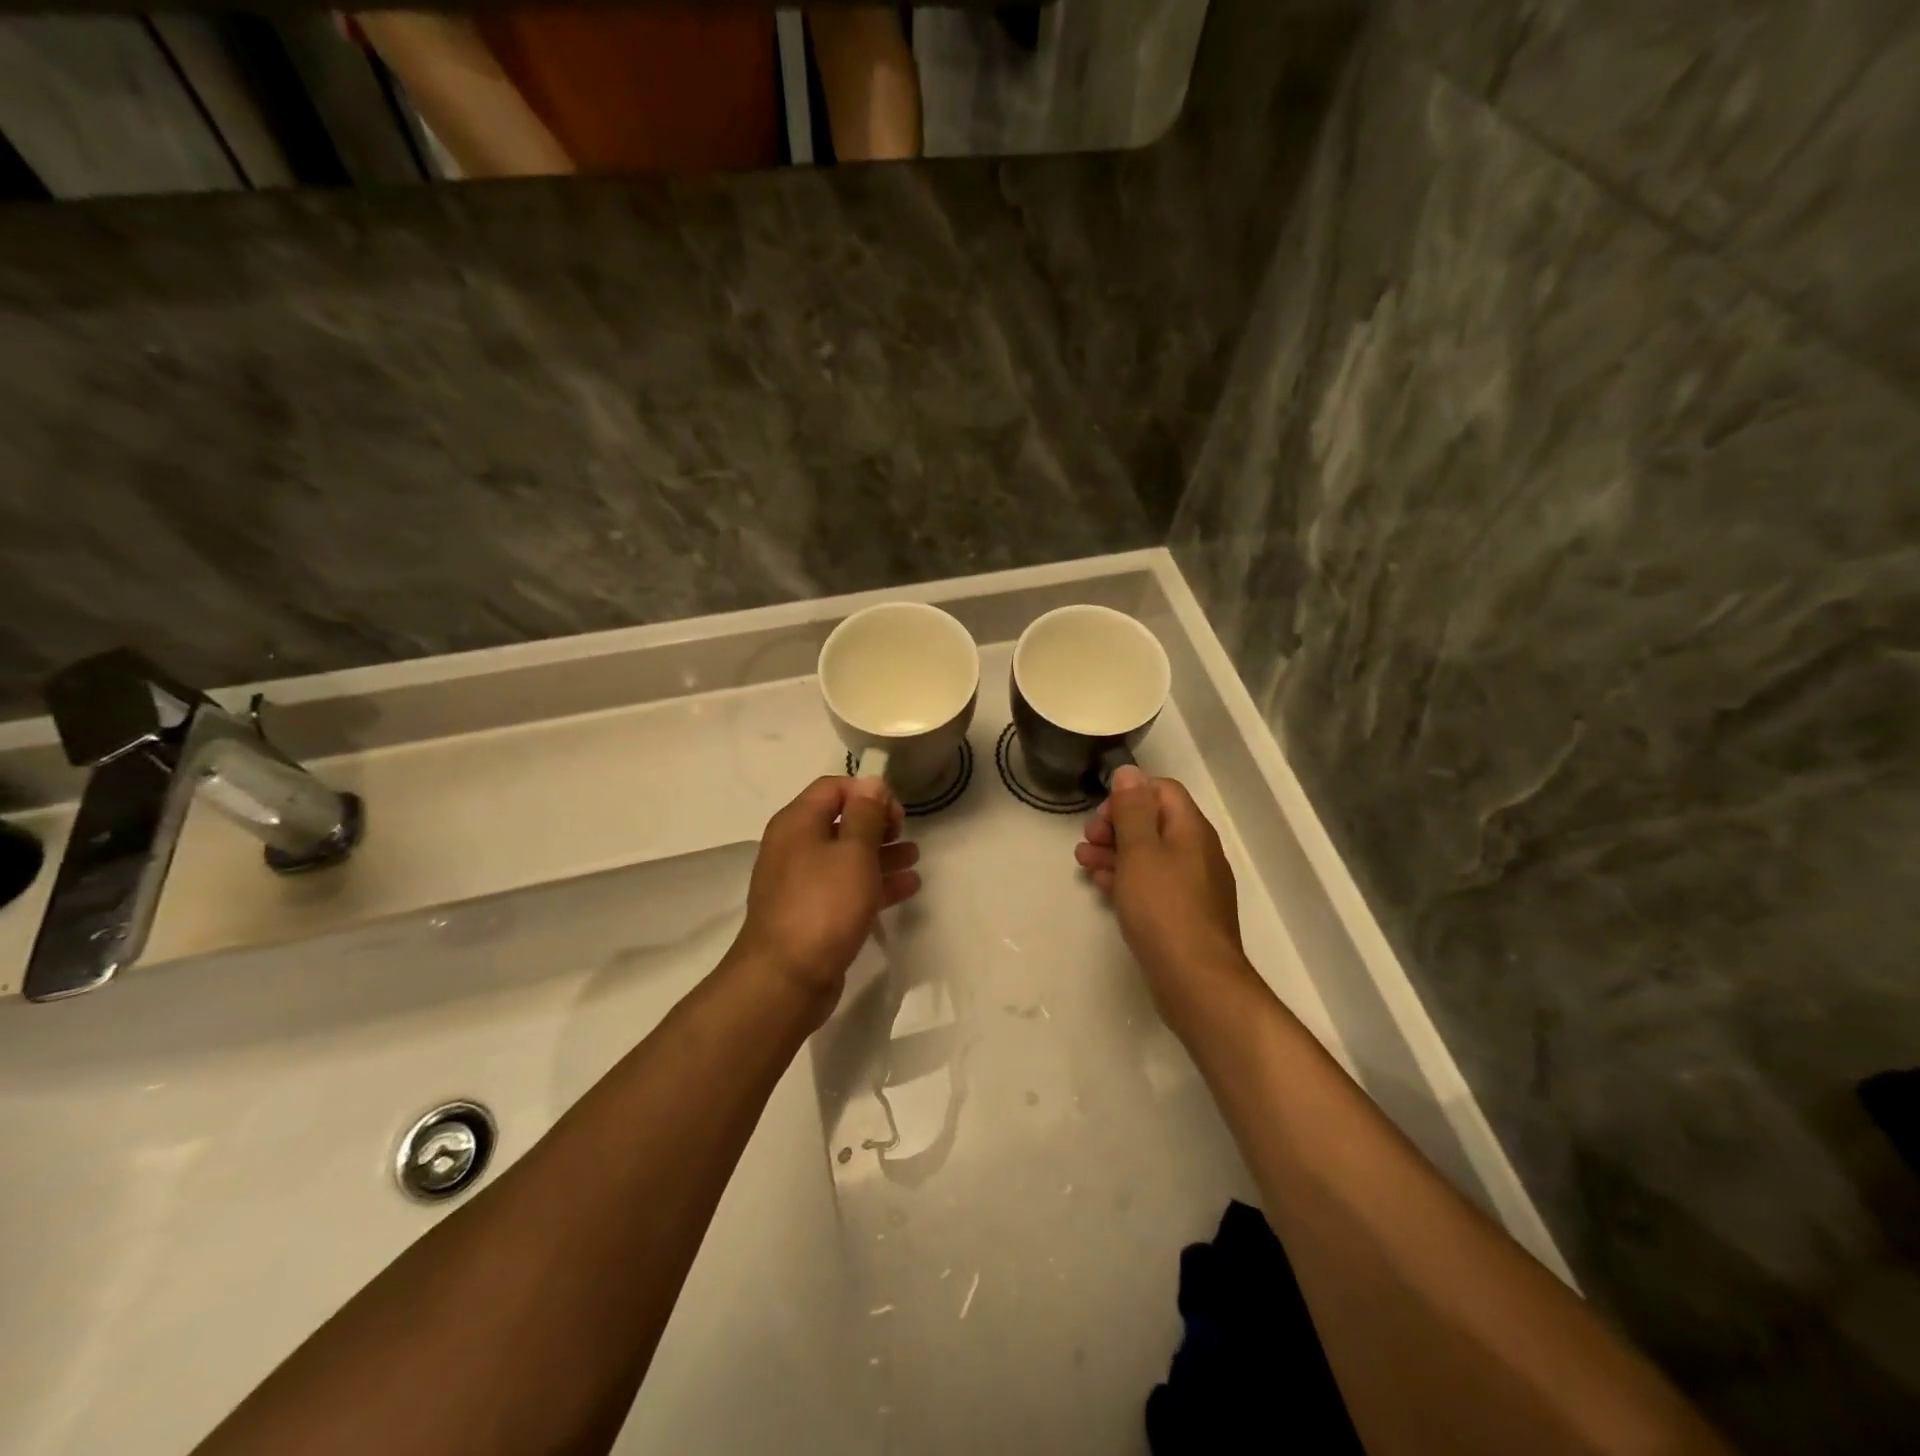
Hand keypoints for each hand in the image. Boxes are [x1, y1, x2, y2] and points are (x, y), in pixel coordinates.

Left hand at [731, 776, 922, 1017]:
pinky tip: (907, 887)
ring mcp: (801, 883)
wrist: (786, 979)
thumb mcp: (853, 852)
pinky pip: (846, 888)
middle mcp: (795, 847)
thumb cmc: (824, 905)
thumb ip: (866, 814)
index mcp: (797, 823)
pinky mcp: (812, 914)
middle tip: (906, 834)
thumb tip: (871, 781)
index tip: (897, 813)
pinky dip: (874, 883)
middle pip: (840, 822)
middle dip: (877, 824)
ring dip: (881, 854)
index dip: (868, 793)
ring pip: (846, 857)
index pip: (833, 788)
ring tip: (914, 859)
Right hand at [1075, 766, 1248, 1022]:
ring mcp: (1192, 885)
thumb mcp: (1140, 851)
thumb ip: (1133, 809)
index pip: (1161, 790)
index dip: (1128, 795)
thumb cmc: (1164, 908)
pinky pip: (1152, 884)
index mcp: (1191, 829)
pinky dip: (1126, 879)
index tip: (1100, 816)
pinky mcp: (1183, 914)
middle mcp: (1197, 852)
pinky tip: (1103, 888)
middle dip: (1116, 826)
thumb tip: (1129, 772)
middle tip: (1087, 841)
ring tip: (1083, 863)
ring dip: (1115, 852)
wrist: (1196, 980)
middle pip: (1154, 822)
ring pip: (1149, 855)